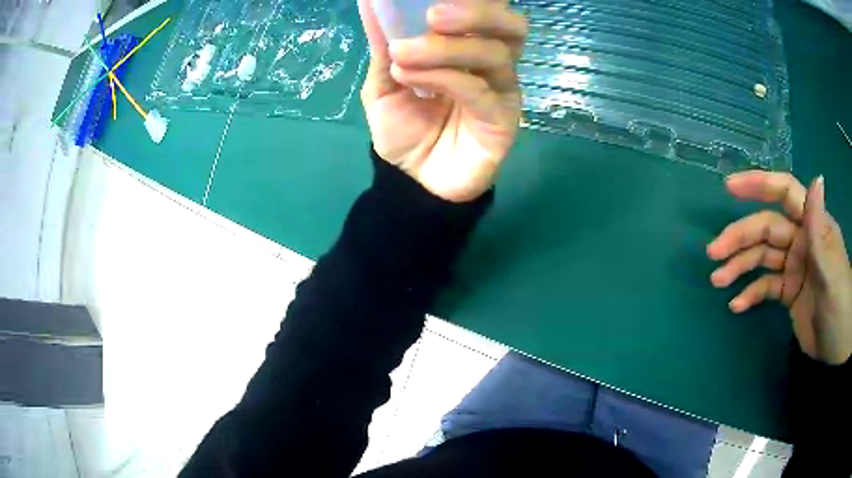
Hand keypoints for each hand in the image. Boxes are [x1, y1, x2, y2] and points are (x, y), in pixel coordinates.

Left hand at [358, 0, 526, 201]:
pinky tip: (408, 77)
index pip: (486, 12)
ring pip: (494, 53)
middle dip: (476, 12)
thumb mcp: (384, 83)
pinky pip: (478, 89)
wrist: (416, 180)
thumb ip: (383, 45)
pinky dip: (441, 76)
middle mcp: (494, 63)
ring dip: (446, 47)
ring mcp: (502, 91)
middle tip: (433, 14)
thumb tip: (370, 3)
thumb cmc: (406, 129)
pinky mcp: (502, 119)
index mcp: (470, 47)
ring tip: (403, 52)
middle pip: (510, 26)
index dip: (471, 1)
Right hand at [707, 172, 851, 364]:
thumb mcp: (831, 270)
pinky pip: (765, 287)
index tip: (730, 188)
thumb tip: (816, 178)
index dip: (759, 185)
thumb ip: (820, 228)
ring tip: (718, 282)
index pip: (785, 194)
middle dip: (740, 238)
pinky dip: (750, 294)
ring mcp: (794, 267)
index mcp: (813, 226)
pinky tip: (737, 306)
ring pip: (762, 258)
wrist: (836, 349)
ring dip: (739, 267)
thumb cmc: (839, 305)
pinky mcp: (788, 292)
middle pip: (766, 229)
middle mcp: (801, 240)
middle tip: (714, 254)